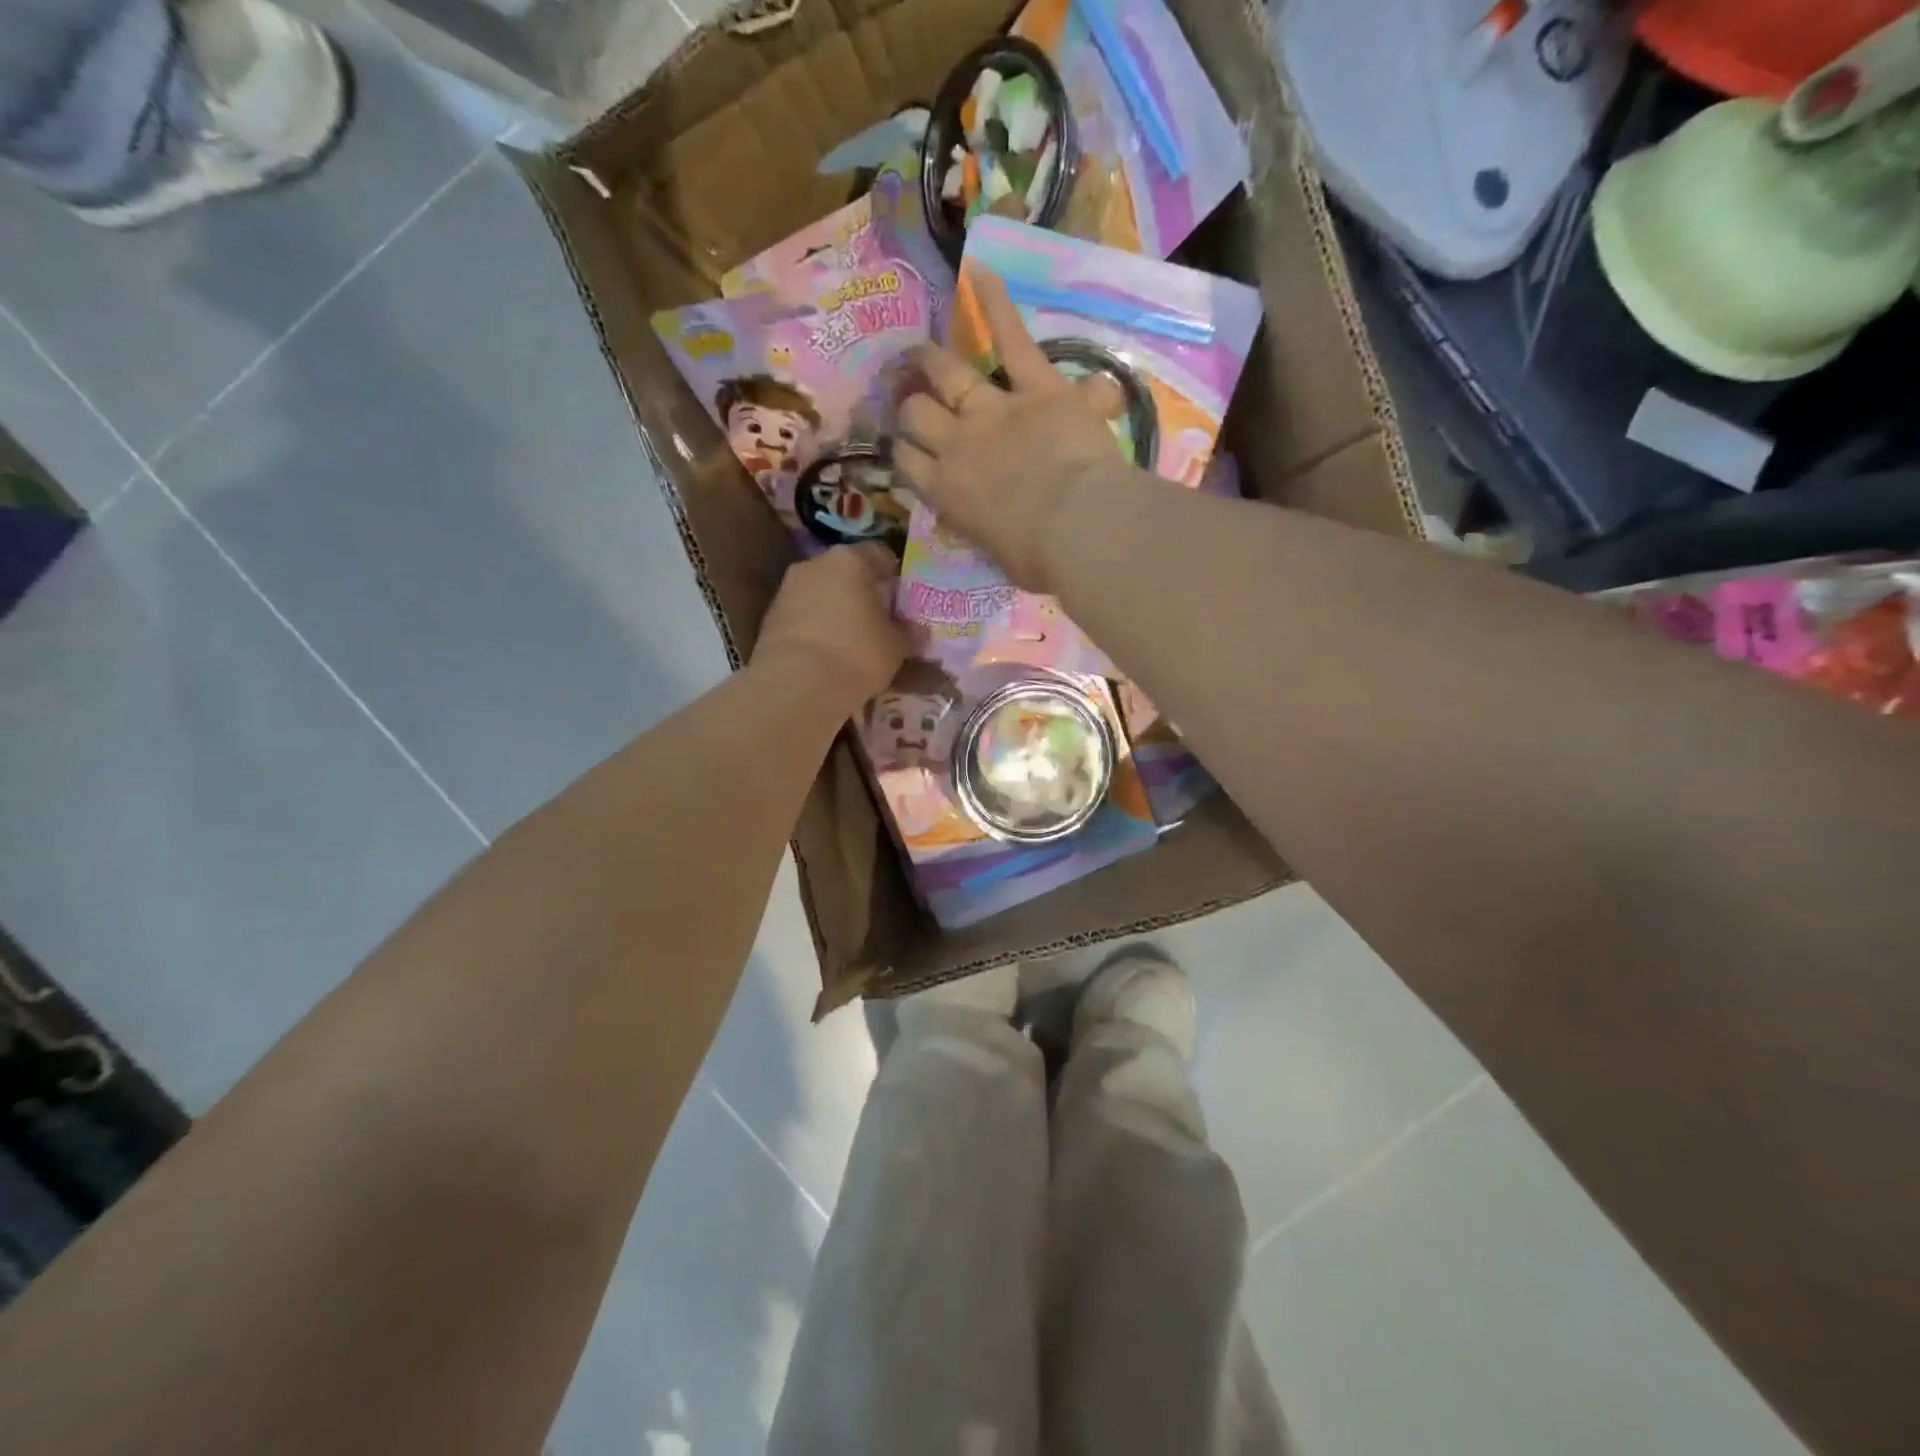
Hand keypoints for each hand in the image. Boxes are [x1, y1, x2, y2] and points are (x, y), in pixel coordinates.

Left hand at [753, 542, 907, 708]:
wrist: (797, 685)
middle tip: (879, 620)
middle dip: (862, 592)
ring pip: (821, 593)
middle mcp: (815, 564)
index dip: (894, 575)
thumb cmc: (857, 654)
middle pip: (846, 571)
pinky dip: (815, 628)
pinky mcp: (769, 618)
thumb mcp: (897, 647)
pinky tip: (827, 653)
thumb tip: (919, 630)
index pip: (880, 554)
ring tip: (852, 641)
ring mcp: (787, 589)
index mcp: (851, 559)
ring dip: (836, 610)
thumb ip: (909, 633)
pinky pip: (802, 616)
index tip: (903, 599)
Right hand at [894, 270, 1126, 590]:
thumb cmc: (1039, 558)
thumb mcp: (1000, 558)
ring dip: (931, 362)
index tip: (910, 450)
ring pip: (946, 373)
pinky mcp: (1036, 388)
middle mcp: (957, 445)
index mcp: (947, 493)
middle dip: (912, 404)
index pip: (908, 464)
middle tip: (912, 397)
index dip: (906, 452)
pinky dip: (996, 304)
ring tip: (922, 353)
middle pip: (917, 413)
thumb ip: (986, 534)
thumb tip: (987, 529)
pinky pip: (1012, 339)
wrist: (1076, 528)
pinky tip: (979, 269)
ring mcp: (993, 410)